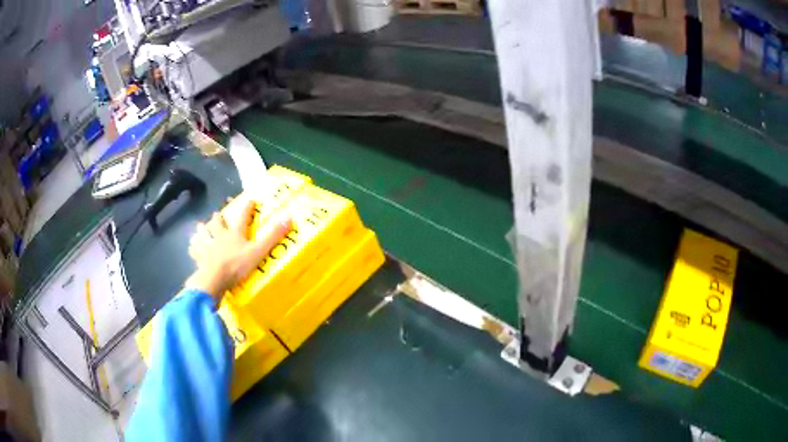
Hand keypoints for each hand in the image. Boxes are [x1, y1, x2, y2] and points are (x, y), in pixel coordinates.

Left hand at [185, 199, 290, 300]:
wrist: (213, 279)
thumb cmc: (236, 266)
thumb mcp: (257, 252)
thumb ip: (272, 237)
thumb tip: (288, 216)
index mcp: (234, 234)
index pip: (242, 217)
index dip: (247, 208)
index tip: (250, 200)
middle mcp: (219, 236)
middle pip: (217, 223)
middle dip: (218, 218)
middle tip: (218, 215)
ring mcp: (207, 246)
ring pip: (202, 233)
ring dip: (202, 229)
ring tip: (200, 227)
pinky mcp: (198, 258)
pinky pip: (194, 250)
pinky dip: (193, 247)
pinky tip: (192, 247)